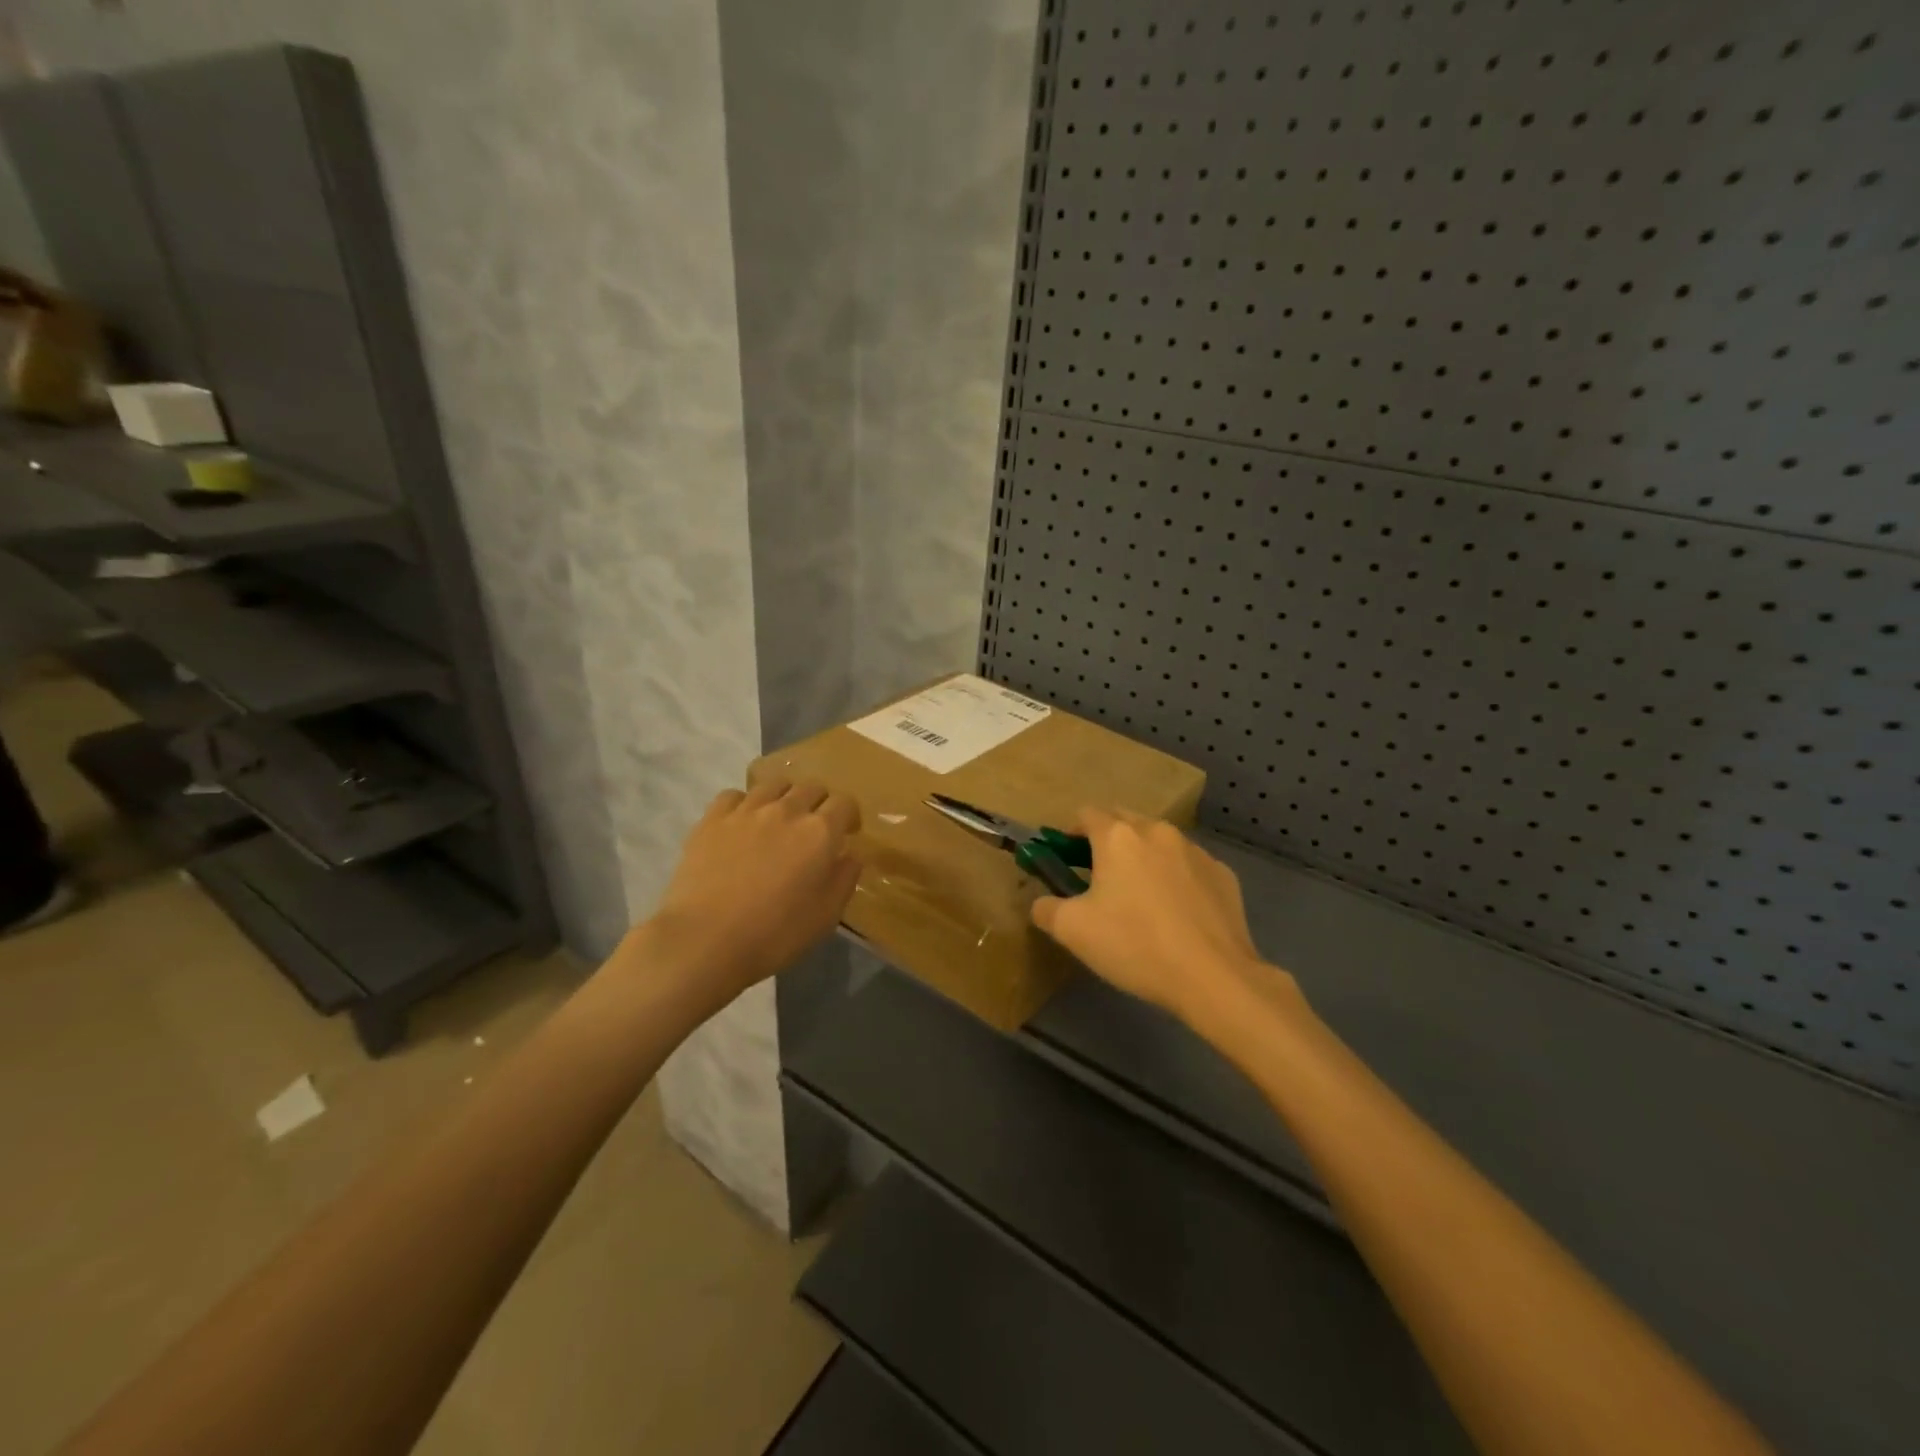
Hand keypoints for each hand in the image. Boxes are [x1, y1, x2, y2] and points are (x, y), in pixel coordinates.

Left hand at [641, 779, 861, 1004]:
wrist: (705, 940)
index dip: (850, 816)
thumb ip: (845, 878)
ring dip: (784, 797)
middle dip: (820, 803)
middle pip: (811, 788)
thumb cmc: (775, 934)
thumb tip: (850, 854)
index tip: (847, 833)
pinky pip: (734, 795)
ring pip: (774, 785)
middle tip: (814, 829)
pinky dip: (744, 804)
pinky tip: (741, 823)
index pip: (845, 803)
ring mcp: (747, 811)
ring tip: (779, 820)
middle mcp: (787, 810)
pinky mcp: (712, 819)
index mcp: (820, 832)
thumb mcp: (826, 916)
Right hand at [1031, 808, 1278, 1022]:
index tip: (1066, 857)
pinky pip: (1189, 866)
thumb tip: (1042, 903)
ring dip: (1143, 857)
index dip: (1071, 832)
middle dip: (1108, 840)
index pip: (1087, 814)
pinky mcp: (1223, 874)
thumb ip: (1046, 909)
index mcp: (1118, 837)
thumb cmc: (1134, 944)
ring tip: (1140, 896)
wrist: (1213, 976)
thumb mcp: (1072, 931)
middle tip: (1098, 875)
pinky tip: (1177, 912)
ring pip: (1159, 842)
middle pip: (1124, 821)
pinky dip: (1176, 878)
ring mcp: (1195, 851)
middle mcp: (1157, 832)